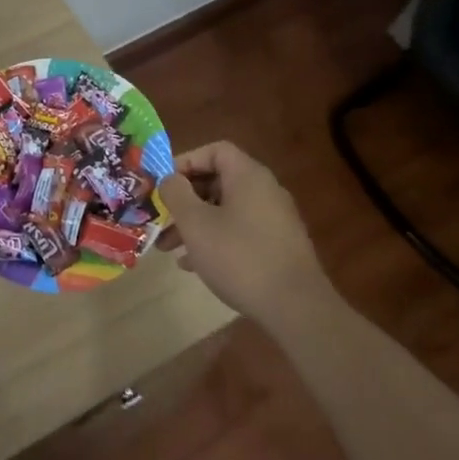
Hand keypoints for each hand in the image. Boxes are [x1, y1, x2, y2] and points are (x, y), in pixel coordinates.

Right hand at [158, 141, 331, 333]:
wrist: (297, 308)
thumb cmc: (240, 257)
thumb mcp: (196, 224)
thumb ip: (176, 194)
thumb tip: (169, 179)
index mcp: (248, 175)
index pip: (215, 151)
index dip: (186, 161)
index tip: (165, 183)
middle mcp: (265, 190)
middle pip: (218, 181)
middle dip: (185, 199)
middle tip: (161, 217)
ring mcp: (275, 219)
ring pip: (226, 210)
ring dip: (196, 223)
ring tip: (168, 247)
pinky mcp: (278, 246)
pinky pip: (240, 231)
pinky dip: (216, 240)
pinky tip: (194, 265)